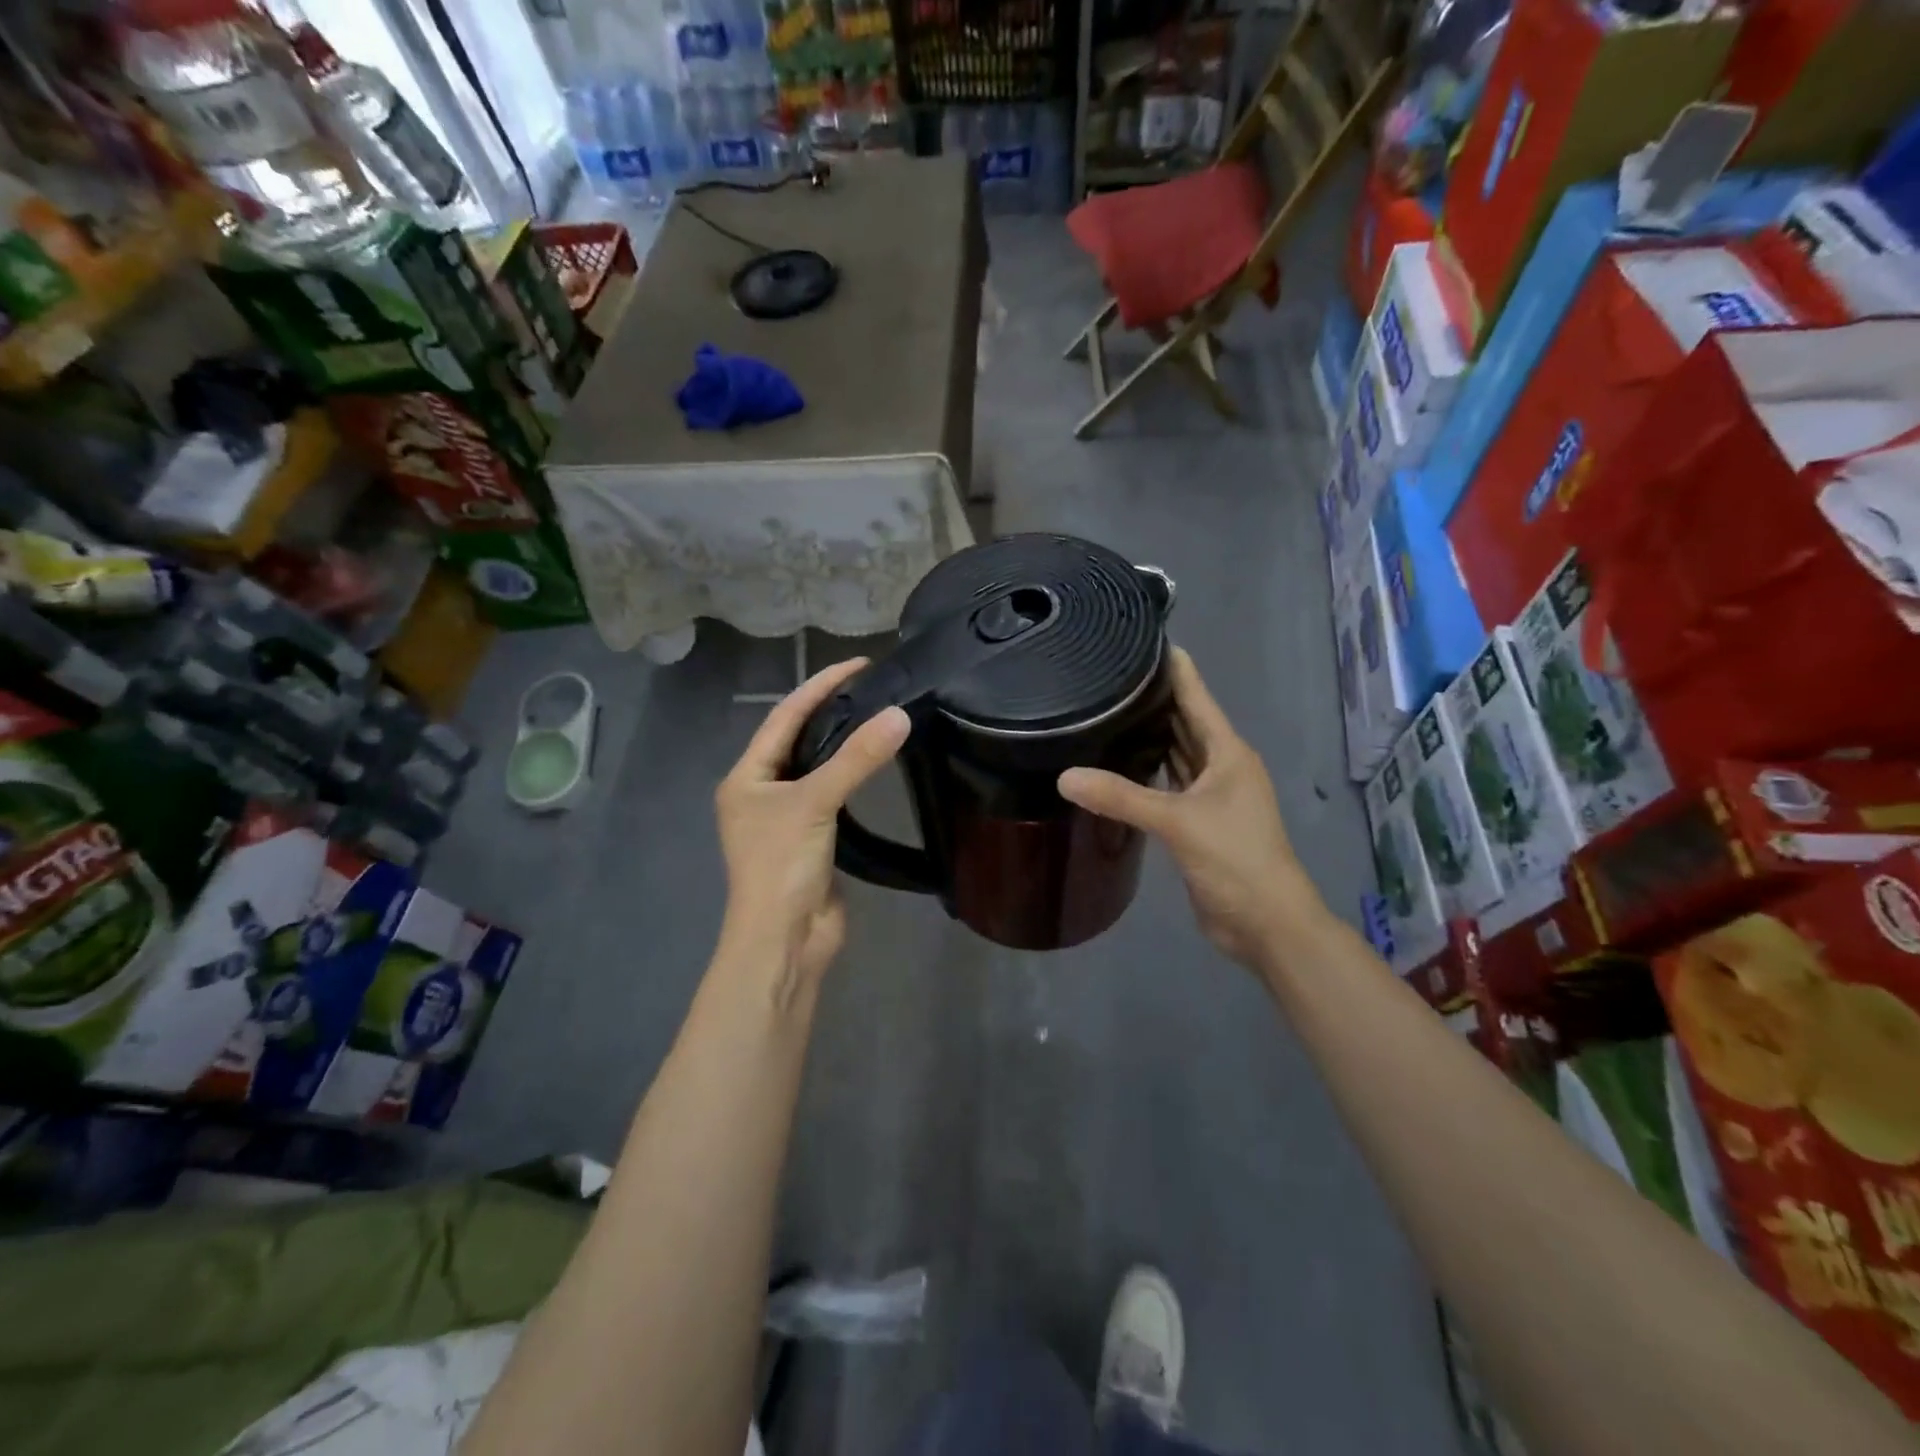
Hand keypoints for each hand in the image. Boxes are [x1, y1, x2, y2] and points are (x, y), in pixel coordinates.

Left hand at [715, 658, 909, 987]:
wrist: (785, 941)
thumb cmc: (783, 866)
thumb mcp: (815, 804)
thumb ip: (856, 760)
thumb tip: (899, 715)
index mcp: (747, 777)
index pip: (784, 717)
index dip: (819, 686)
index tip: (859, 664)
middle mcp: (762, 791)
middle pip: (798, 738)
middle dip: (831, 710)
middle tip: (874, 686)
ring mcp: (786, 817)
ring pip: (817, 767)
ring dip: (843, 743)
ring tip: (878, 715)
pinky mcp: (812, 838)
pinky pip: (832, 795)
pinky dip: (851, 776)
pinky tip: (874, 764)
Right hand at [1058, 647, 1313, 968]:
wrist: (1266, 923)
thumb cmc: (1235, 859)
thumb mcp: (1177, 822)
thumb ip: (1121, 797)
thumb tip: (1064, 776)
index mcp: (1228, 752)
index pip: (1196, 696)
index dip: (1173, 666)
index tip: (1139, 637)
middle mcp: (1221, 766)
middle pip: (1184, 722)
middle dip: (1153, 698)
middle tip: (1106, 673)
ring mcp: (1211, 795)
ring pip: (1176, 754)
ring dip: (1150, 736)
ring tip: (1106, 709)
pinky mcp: (1197, 822)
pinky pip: (1168, 784)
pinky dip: (1147, 773)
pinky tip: (1118, 764)